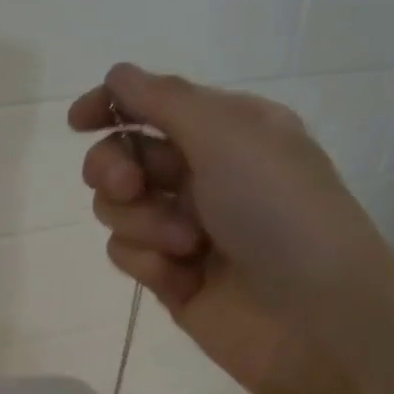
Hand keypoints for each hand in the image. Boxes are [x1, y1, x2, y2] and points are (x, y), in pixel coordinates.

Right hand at [70, 62, 393, 393]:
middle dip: (115, 168)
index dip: (111, 106)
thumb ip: (164, 100)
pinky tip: (183, 277)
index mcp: (227, 131)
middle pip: (121, 156)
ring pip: (117, 209)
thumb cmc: (281, 213)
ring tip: (188, 244)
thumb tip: (116, 75)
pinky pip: (126, 254)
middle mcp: (203, 174)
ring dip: (143, 221)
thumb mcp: (229, 136)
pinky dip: (149, 261)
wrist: (315, 318)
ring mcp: (183, 228)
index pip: (153, 104)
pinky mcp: (169, 276)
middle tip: (131, 185)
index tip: (79, 121)